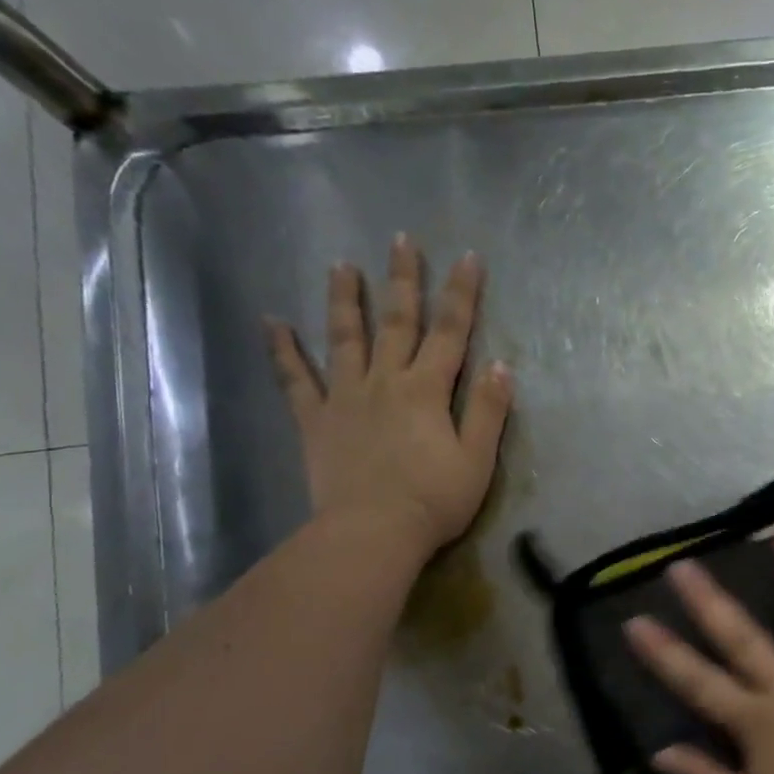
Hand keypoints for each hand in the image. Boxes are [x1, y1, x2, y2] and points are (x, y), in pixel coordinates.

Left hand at [266, 235, 512, 555]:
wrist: (372, 532)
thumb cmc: (434, 500)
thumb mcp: (477, 460)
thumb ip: (489, 411)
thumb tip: (501, 365)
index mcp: (427, 391)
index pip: (450, 333)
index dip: (461, 295)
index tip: (467, 258)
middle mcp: (385, 382)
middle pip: (396, 323)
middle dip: (403, 280)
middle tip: (400, 240)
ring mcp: (345, 398)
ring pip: (344, 338)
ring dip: (344, 299)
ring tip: (340, 265)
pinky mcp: (315, 421)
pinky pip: (295, 380)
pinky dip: (283, 350)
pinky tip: (272, 322)